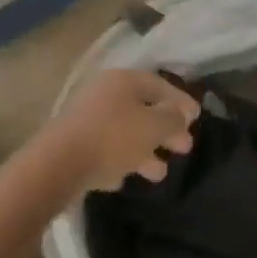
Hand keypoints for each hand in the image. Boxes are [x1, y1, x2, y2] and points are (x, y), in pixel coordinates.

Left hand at [43, 69, 198, 192]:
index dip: (179, 100)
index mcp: (122, 80)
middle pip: (141, 108)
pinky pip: (106, 149)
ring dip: (145, 150)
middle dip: (165, 129)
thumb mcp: (153, 126)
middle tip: (185, 147)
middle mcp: (103, 93)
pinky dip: (121, 160)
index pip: (158, 85)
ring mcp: (87, 118)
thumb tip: (180, 113)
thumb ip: (172, 119)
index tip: (196, 117)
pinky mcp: (75, 143)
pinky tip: (128, 177)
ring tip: (161, 173)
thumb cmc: (113, 137)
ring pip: (125, 131)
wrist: (60, 163)